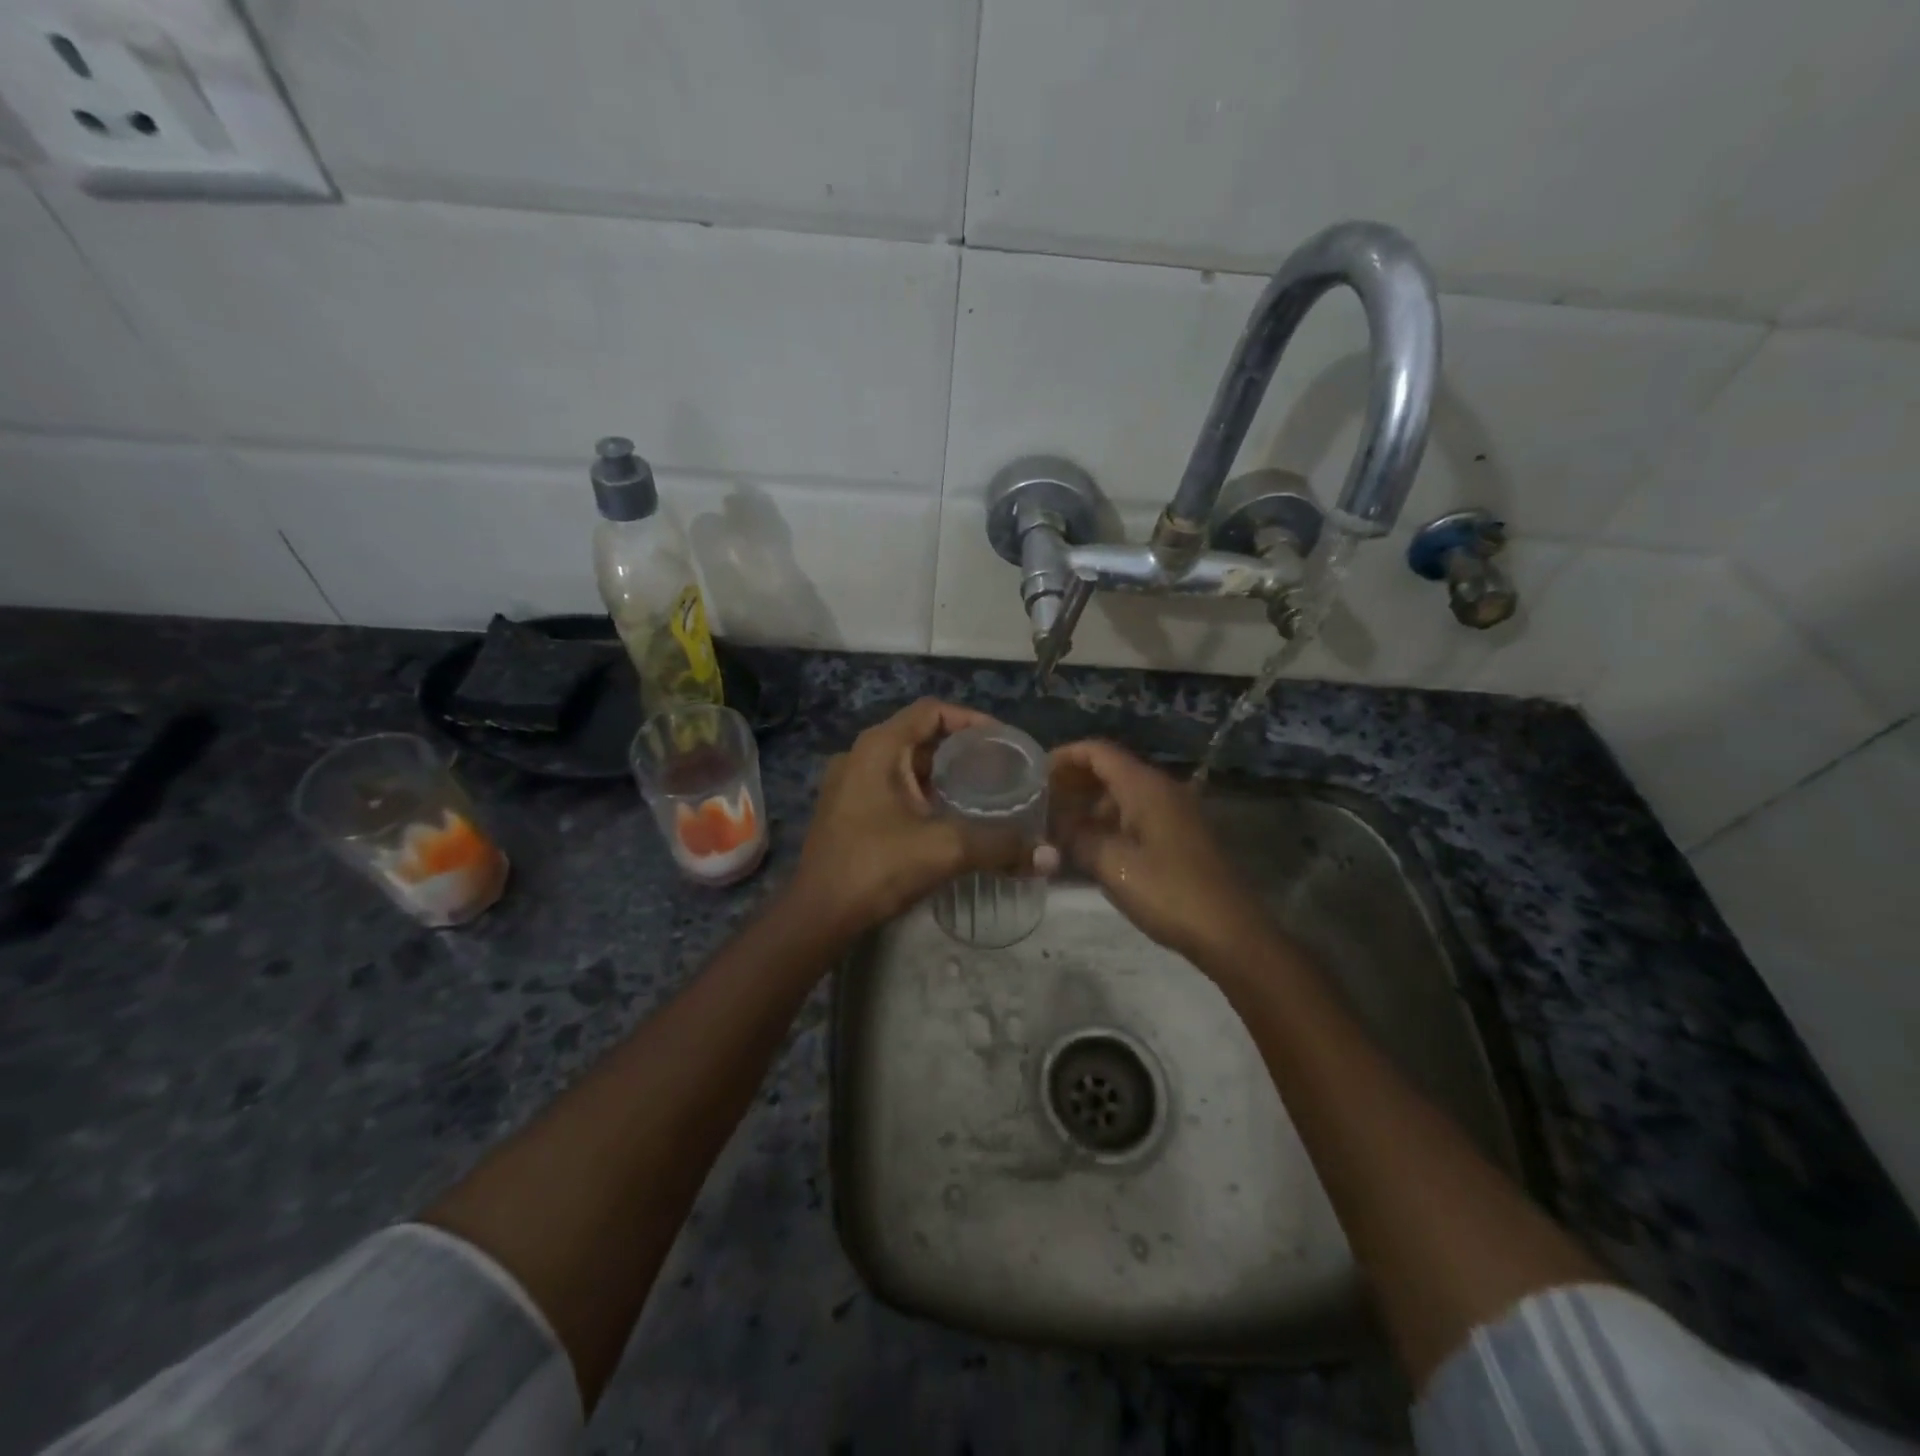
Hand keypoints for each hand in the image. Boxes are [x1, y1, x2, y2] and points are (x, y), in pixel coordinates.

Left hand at [788, 699, 1047, 940]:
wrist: (818, 915)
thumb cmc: (876, 867)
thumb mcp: (945, 850)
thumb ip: (999, 846)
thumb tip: (1049, 857)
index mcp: (878, 747)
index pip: (931, 711)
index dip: (970, 719)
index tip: (1003, 741)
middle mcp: (860, 756)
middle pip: (919, 736)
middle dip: (960, 750)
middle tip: (999, 769)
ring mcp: (848, 784)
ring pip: (905, 765)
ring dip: (941, 774)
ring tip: (981, 792)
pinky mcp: (846, 810)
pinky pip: (891, 788)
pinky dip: (922, 793)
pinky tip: (948, 818)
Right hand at [1050, 740, 1272, 965]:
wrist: (1229, 932)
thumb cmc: (1168, 893)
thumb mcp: (1112, 866)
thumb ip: (1076, 838)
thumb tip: (1053, 825)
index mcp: (1145, 787)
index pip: (1097, 751)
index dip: (1063, 757)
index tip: (1034, 775)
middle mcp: (1161, 789)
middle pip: (1110, 769)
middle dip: (1073, 783)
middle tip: (1039, 805)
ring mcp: (1174, 812)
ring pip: (1122, 795)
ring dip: (1089, 806)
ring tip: (1057, 829)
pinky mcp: (1179, 835)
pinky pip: (1136, 814)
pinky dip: (1109, 822)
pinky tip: (1089, 848)